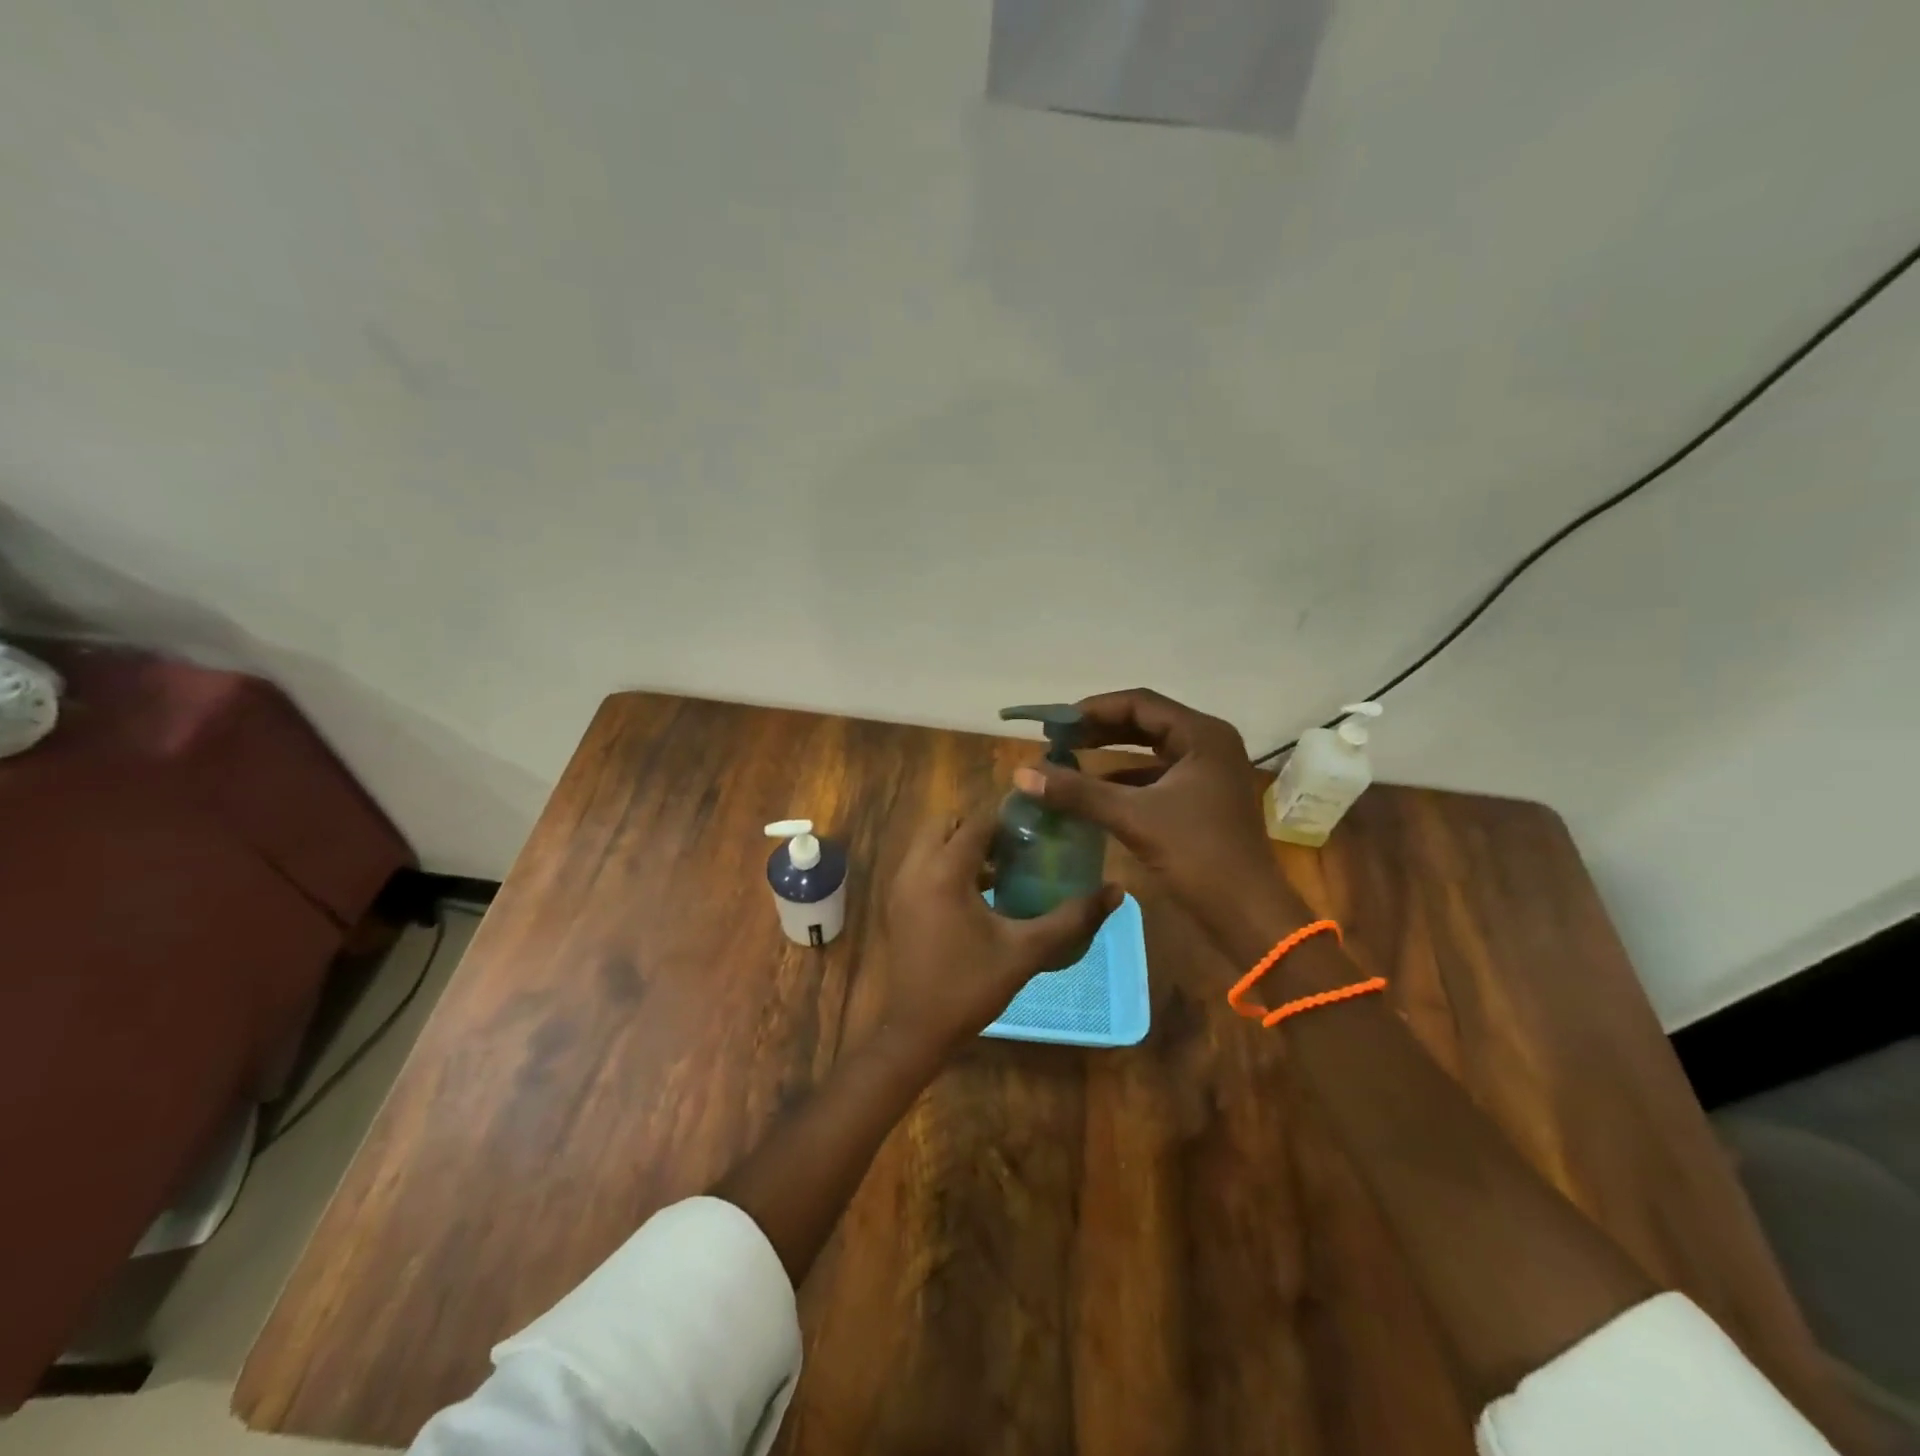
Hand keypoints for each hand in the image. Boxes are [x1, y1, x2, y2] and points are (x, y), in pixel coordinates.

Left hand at [874, 805, 1119, 1059]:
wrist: (917, 1030)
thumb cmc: (972, 987)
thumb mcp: (1027, 951)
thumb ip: (1072, 918)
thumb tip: (1116, 892)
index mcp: (944, 872)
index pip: (976, 823)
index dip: (1007, 821)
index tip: (1037, 830)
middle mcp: (915, 869)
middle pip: (946, 824)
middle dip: (979, 828)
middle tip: (1015, 849)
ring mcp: (900, 886)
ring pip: (930, 844)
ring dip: (961, 847)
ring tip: (1002, 870)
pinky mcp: (896, 903)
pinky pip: (921, 866)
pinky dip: (945, 865)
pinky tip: (978, 896)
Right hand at [1013, 688, 1307, 964]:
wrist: (1248, 913)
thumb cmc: (1198, 855)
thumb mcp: (1133, 818)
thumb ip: (1078, 792)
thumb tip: (1023, 774)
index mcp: (1202, 736)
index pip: (1139, 704)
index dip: (1093, 709)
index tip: (1055, 723)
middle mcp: (1209, 745)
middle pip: (1145, 722)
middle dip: (1100, 729)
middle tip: (1058, 738)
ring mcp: (1208, 773)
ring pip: (1151, 750)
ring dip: (1111, 753)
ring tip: (1069, 759)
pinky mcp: (1203, 799)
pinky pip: (1157, 776)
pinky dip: (1125, 779)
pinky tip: (1094, 791)